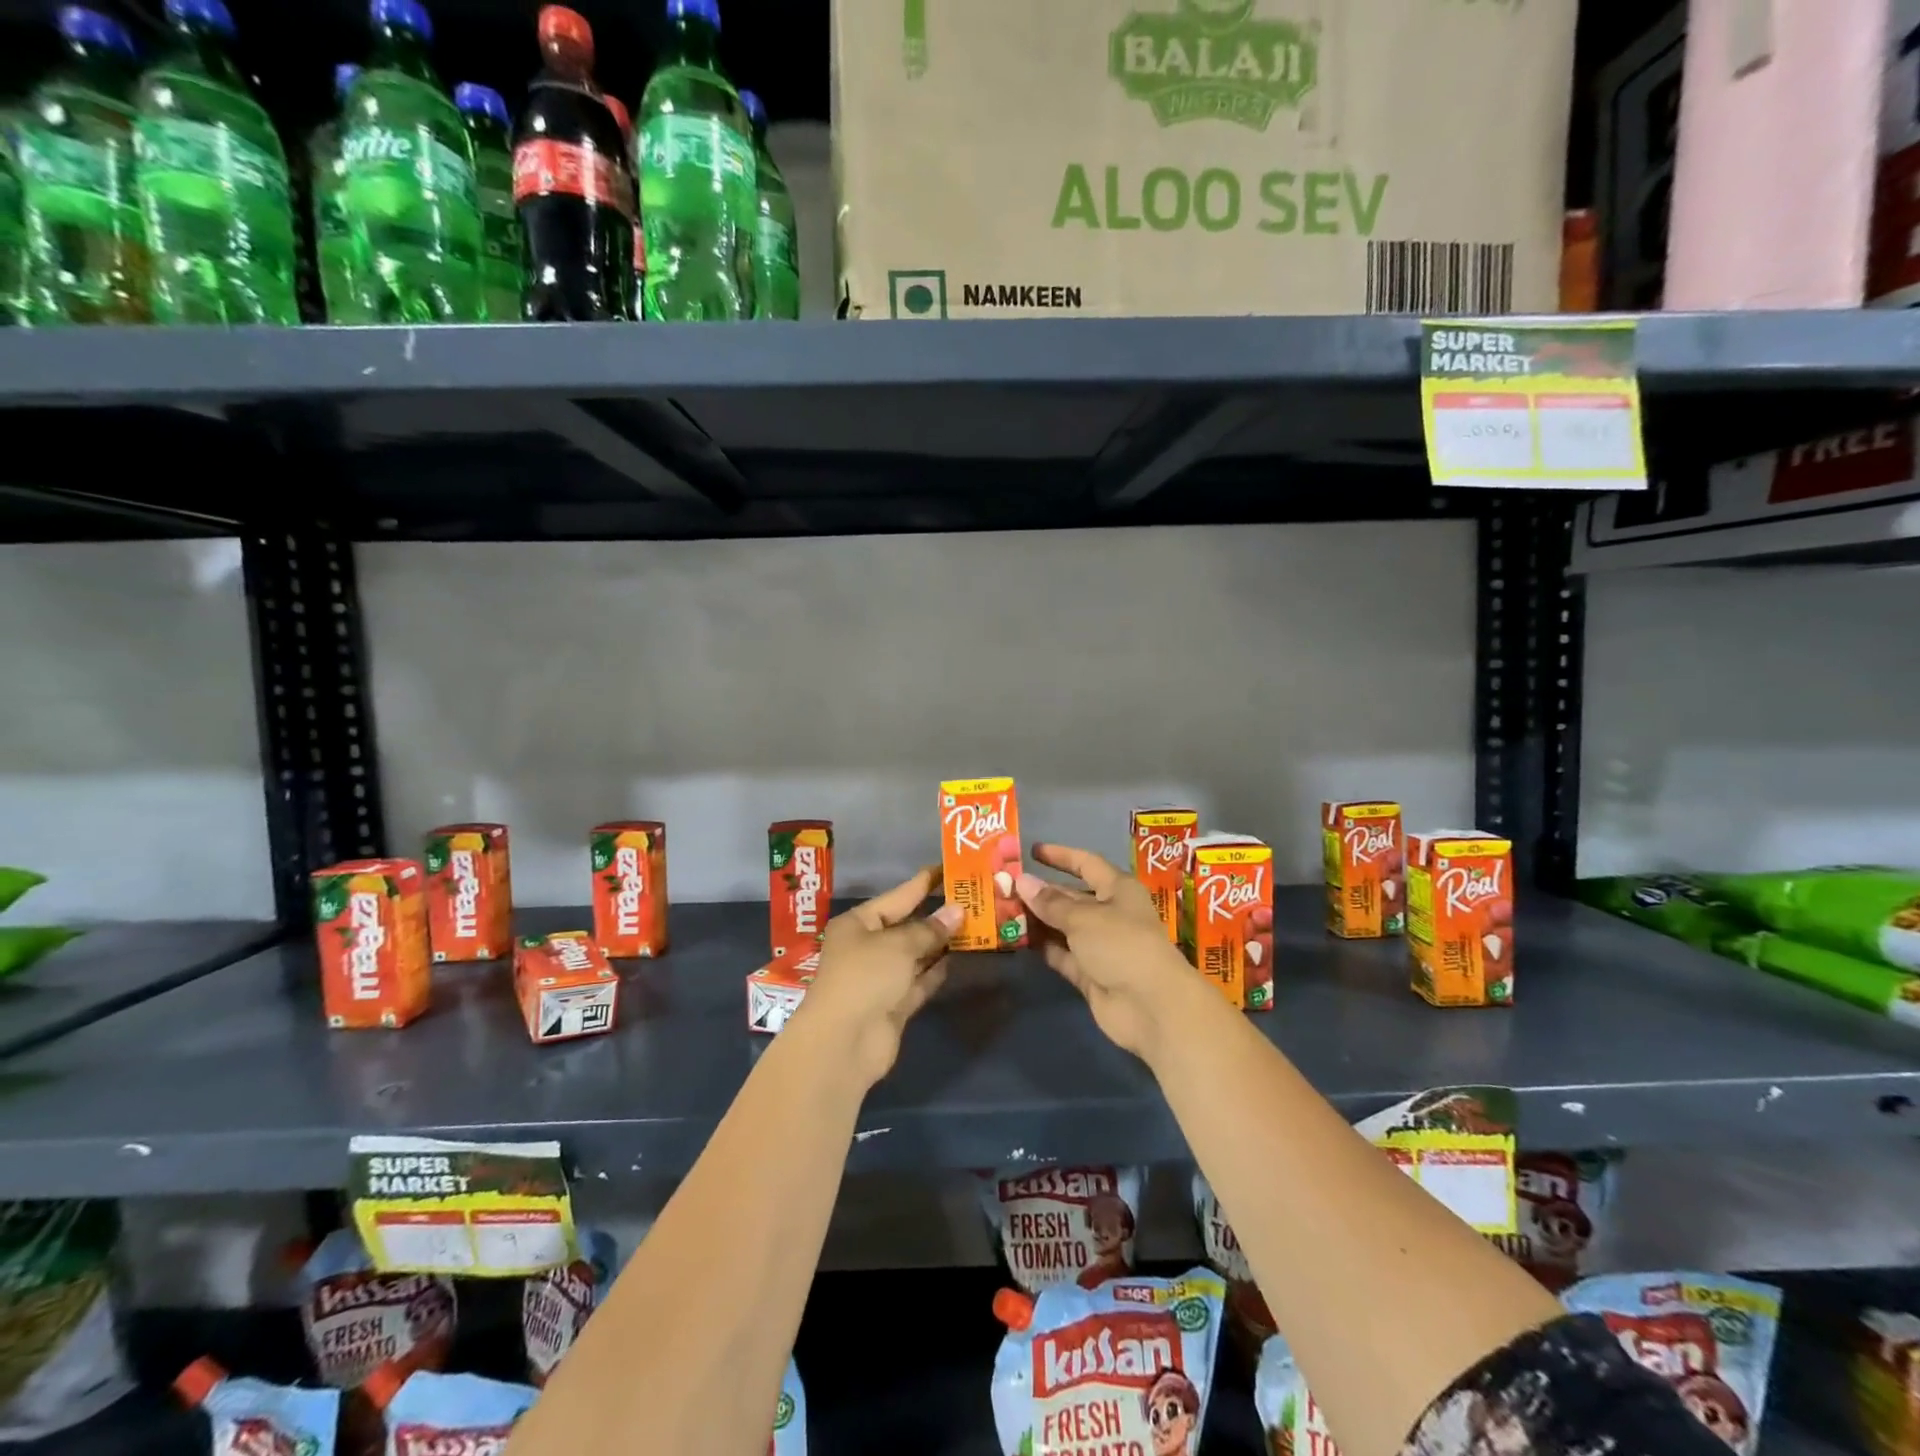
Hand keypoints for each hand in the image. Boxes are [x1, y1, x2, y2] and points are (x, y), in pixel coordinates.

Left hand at [793, 865, 960, 1086]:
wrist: (843, 1043)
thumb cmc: (865, 977)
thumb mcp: (899, 945)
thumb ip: (930, 929)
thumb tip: (957, 911)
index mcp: (858, 923)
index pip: (898, 896)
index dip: (924, 883)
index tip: (950, 868)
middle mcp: (867, 947)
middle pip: (907, 926)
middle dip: (938, 915)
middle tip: (973, 898)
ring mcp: (880, 978)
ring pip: (916, 954)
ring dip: (941, 943)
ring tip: (976, 924)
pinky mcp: (894, 1004)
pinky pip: (920, 981)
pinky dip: (937, 970)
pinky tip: (961, 957)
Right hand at [1016, 844, 1205, 1061]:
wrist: (1151, 1006)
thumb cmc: (1121, 945)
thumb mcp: (1083, 917)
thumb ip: (1050, 902)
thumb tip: (1022, 881)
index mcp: (1118, 890)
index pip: (1086, 863)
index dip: (1060, 856)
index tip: (1031, 851)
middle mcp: (1110, 914)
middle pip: (1071, 897)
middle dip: (1040, 892)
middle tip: (1004, 887)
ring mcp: (1100, 946)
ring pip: (1063, 927)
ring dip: (1038, 920)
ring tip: (1003, 911)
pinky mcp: (1090, 974)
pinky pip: (1062, 954)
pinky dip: (1044, 947)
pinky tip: (1017, 940)